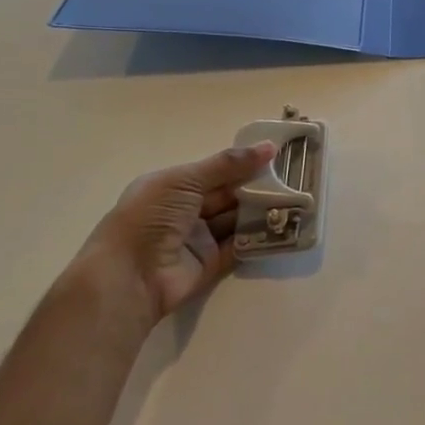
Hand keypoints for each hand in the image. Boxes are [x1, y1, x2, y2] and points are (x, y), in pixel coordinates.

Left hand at [68, 141, 277, 327]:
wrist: (130, 277)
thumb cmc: (150, 217)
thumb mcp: (185, 181)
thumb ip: (227, 164)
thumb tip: (269, 147)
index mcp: (173, 186)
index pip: (214, 170)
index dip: (242, 163)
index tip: (276, 155)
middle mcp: (185, 210)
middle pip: (228, 194)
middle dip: (256, 186)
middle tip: (292, 178)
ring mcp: (198, 238)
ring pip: (236, 219)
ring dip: (260, 211)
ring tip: (294, 199)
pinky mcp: (210, 264)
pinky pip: (239, 246)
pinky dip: (258, 238)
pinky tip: (282, 226)